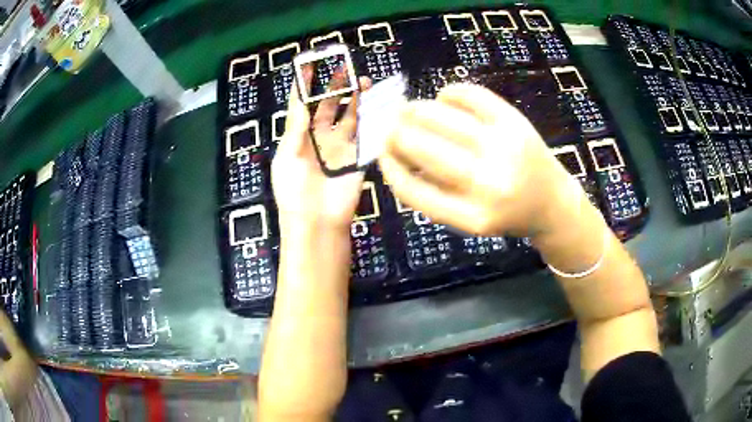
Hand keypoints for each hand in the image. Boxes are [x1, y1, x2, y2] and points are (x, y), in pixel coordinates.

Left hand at [272, 68, 371, 233]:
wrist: (317, 222)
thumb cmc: (294, 191)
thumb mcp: (286, 158)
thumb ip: (295, 129)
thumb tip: (300, 102)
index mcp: (299, 138)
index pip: (302, 105)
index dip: (305, 85)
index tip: (309, 65)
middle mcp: (321, 138)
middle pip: (329, 106)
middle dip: (335, 87)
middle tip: (344, 69)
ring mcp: (342, 147)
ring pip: (351, 116)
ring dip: (356, 99)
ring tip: (362, 81)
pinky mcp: (359, 157)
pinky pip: (366, 135)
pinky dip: (372, 119)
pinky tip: (376, 104)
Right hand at [379, 83, 578, 238]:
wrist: (552, 202)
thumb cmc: (506, 212)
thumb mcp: (469, 219)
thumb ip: (433, 194)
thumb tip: (396, 155)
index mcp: (472, 218)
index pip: (413, 191)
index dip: (389, 168)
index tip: (382, 154)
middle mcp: (488, 183)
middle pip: (422, 147)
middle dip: (394, 132)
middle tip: (388, 126)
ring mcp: (504, 148)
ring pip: (440, 117)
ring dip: (414, 109)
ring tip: (408, 110)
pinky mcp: (515, 122)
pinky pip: (472, 95)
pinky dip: (450, 92)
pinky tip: (444, 98)